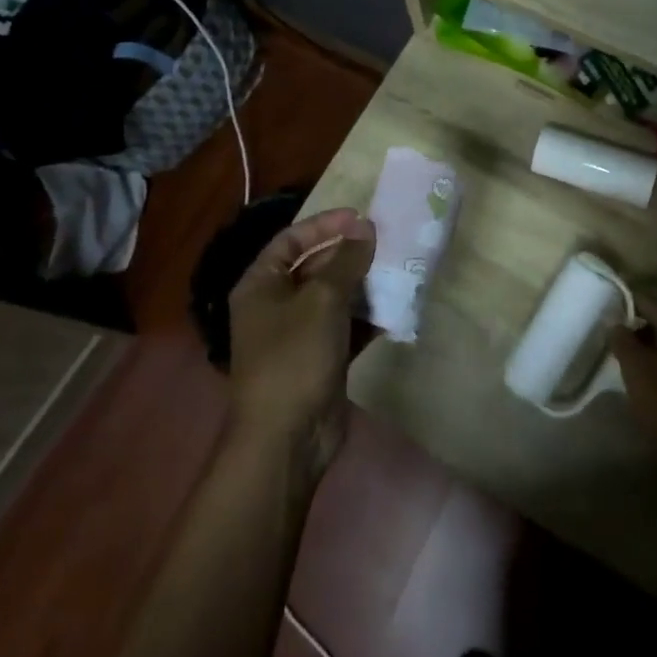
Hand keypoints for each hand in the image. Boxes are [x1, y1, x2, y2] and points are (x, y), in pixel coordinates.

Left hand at [227, 208, 375, 476]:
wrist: (287, 438)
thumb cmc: (295, 356)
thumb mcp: (322, 299)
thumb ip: (346, 260)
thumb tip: (365, 227)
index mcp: (260, 285)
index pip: (290, 240)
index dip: (324, 225)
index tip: (360, 217)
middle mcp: (275, 305)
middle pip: (313, 267)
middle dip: (347, 254)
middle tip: (385, 242)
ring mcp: (298, 335)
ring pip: (333, 298)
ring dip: (362, 285)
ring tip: (395, 270)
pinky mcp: (320, 360)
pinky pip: (345, 327)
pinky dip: (366, 317)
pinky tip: (394, 308)